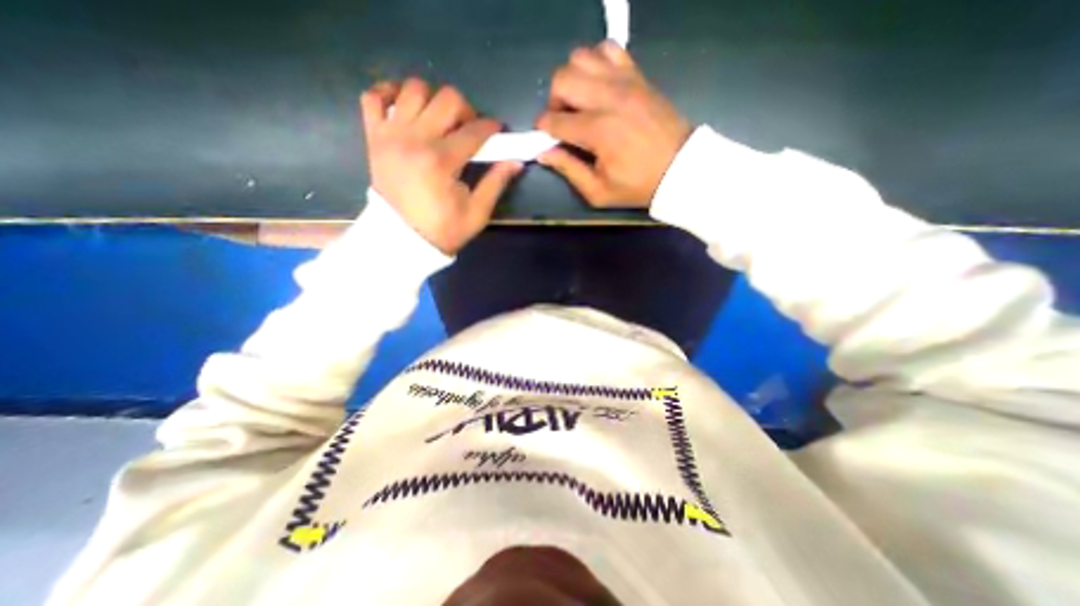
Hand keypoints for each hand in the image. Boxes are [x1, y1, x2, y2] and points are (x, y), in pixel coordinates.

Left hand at [357, 79, 523, 251]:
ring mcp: (390, 135)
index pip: (474, 130)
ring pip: (414, 89)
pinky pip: (373, 96)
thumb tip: (515, 162)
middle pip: (447, 98)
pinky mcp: (374, 137)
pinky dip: (389, 93)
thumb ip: (496, 183)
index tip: (498, 130)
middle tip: (469, 130)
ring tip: (440, 121)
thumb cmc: (443, 230)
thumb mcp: (476, 213)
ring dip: (433, 99)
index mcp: (441, 161)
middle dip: (466, 110)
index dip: (491, 127)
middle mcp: (415, 139)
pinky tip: (406, 107)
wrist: (402, 240)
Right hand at [534, 40, 691, 207]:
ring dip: (572, 79)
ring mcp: (624, 81)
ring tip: (579, 102)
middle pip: (562, 79)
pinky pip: (608, 49)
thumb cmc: (637, 185)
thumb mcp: (598, 191)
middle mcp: (608, 98)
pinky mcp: (637, 75)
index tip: (545, 137)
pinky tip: (599, 85)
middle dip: (553, 101)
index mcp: (598, 131)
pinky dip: (596, 62)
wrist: (679, 168)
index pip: (555, 119)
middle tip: (563, 120)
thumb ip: (569, 170)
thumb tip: (544, 153)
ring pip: (581, 57)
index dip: (543, 128)